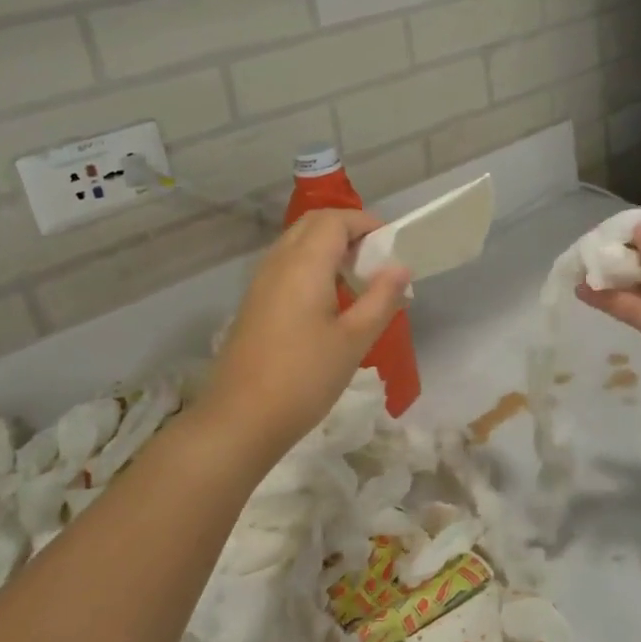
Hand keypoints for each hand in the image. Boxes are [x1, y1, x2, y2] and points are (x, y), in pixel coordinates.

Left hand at [205, 210, 410, 456]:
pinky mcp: (254, 303)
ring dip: (328, 247)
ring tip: (358, 280)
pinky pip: (286, 264)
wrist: (239, 421)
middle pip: (313, 224)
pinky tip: (329, 301)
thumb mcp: (354, 340)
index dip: (366, 223)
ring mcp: (261, 282)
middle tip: (376, 258)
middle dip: (347, 230)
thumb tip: (401, 268)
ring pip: (297, 243)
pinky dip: (312, 265)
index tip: (392, 245)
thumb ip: (381, 298)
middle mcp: (278, 262)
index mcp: (304, 264)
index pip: (336, 220)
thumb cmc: (304, 378)